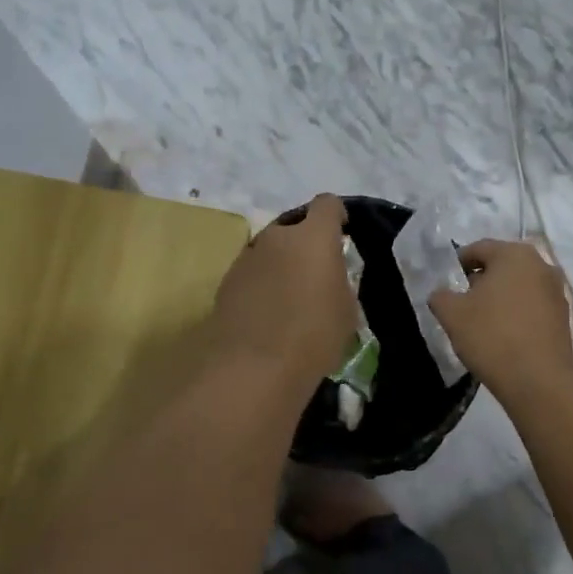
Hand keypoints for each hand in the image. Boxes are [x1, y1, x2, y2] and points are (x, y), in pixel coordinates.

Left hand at [210, 195, 354, 387]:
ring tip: (288, 299)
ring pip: (269, 250)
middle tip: (314, 275)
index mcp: (314, 237)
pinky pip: (251, 274)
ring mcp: (246, 257)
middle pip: (294, 226)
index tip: (341, 237)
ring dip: (280, 265)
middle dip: (304, 244)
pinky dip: (260, 285)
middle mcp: (277, 236)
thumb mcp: (347, 310)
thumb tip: (329, 276)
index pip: (327, 205)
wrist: (253, 368)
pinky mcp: (226, 282)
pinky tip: (266, 315)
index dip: (336, 217)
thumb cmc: (314, 336)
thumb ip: (339, 281)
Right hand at [428, 238, 572, 403]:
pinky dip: (517, 313)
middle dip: (481, 280)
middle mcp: (541, 265)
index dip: (458, 264)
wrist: (539, 381)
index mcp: (514, 254)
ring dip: (500, 297)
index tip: (447, 284)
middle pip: (502, 265)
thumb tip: (443, 294)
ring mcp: (557, 291)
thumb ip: (440, 296)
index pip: (478, 249)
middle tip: (463, 303)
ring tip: (483, 322)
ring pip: (519, 286)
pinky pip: (533, 306)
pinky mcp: (564, 316)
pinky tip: (505, 335)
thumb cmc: (492, 336)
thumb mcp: (452, 314)